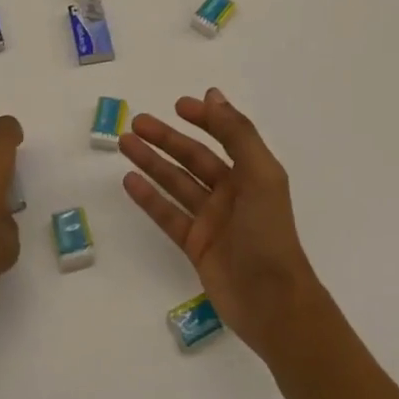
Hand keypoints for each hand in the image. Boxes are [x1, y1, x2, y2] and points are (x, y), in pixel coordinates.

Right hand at [120, 88, 321, 355]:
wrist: (274, 304)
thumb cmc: (269, 233)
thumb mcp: (260, 174)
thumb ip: (237, 134)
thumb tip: (213, 95)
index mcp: (251, 173)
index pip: (223, 136)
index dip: (203, 118)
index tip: (178, 105)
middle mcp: (231, 192)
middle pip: (192, 157)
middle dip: (166, 138)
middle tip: (136, 122)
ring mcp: (211, 220)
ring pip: (176, 182)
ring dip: (151, 162)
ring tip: (125, 143)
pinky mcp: (195, 246)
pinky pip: (168, 214)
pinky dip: (149, 197)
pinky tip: (130, 180)